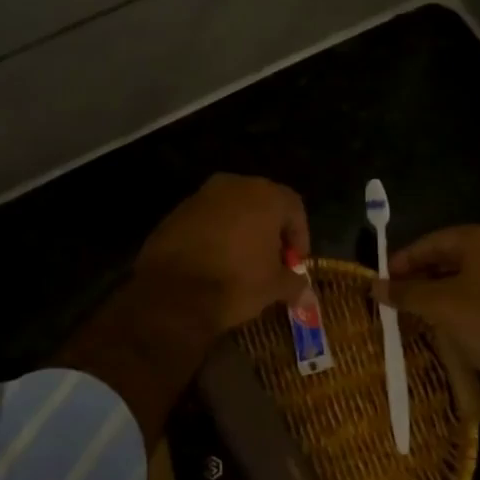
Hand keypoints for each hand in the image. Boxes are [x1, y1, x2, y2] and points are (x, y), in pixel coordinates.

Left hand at [134, 173, 310, 333]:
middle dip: (270, 232)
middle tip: (272, 262)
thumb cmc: (236, 282)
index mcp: (266, 196)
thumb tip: (306, 294)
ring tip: (242, 264)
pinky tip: (214, 262)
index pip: (294, 208)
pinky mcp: (177, 211)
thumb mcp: (274, 288)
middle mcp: (235, 185)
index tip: (295, 264)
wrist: (173, 292)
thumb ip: (294, 284)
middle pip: (263, 204)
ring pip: (233, 210)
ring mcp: (202, 195)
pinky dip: (216, 235)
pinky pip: (208, 220)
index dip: (300, 237)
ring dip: (242, 231)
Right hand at [373, 225, 479, 479]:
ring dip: (441, 288)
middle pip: (453, 255)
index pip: (435, 241)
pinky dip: (463, 300)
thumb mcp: (439, 306)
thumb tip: (374, 286)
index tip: (383, 277)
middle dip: (422, 273)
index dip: (405, 258)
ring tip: (416, 307)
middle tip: (397, 292)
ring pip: (470, 275)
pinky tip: (445, 318)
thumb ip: (405, 292)